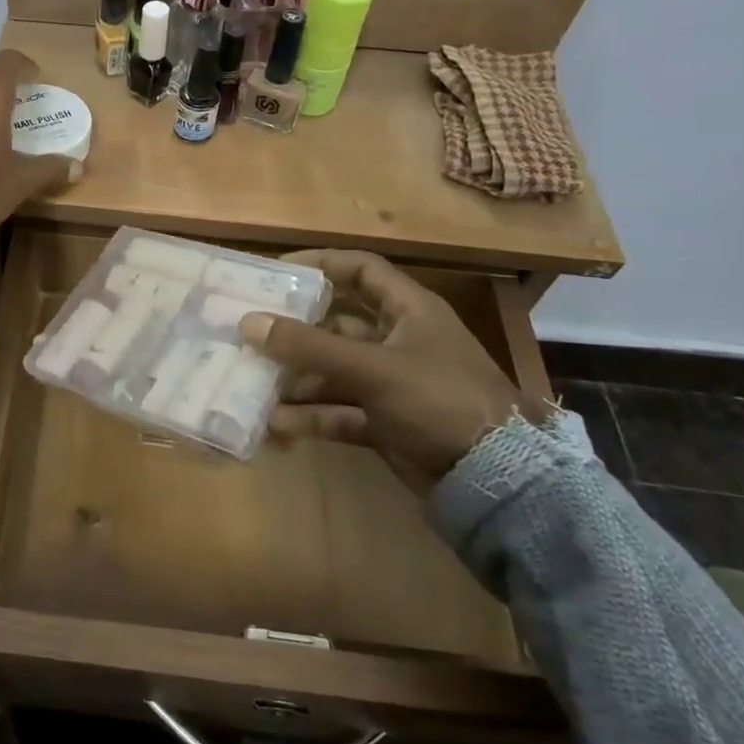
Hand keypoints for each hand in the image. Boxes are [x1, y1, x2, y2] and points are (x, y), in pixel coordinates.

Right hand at [240, 250, 543, 492]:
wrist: (496, 480)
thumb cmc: (439, 400)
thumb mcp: (373, 367)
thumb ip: (309, 346)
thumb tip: (248, 322)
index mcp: (409, 310)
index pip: (360, 270)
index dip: (319, 263)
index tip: (274, 271)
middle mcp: (398, 340)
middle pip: (336, 323)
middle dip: (294, 329)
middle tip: (250, 329)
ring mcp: (391, 383)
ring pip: (332, 370)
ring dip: (295, 378)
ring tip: (253, 383)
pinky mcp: (384, 421)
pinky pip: (338, 410)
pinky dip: (310, 416)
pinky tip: (276, 424)